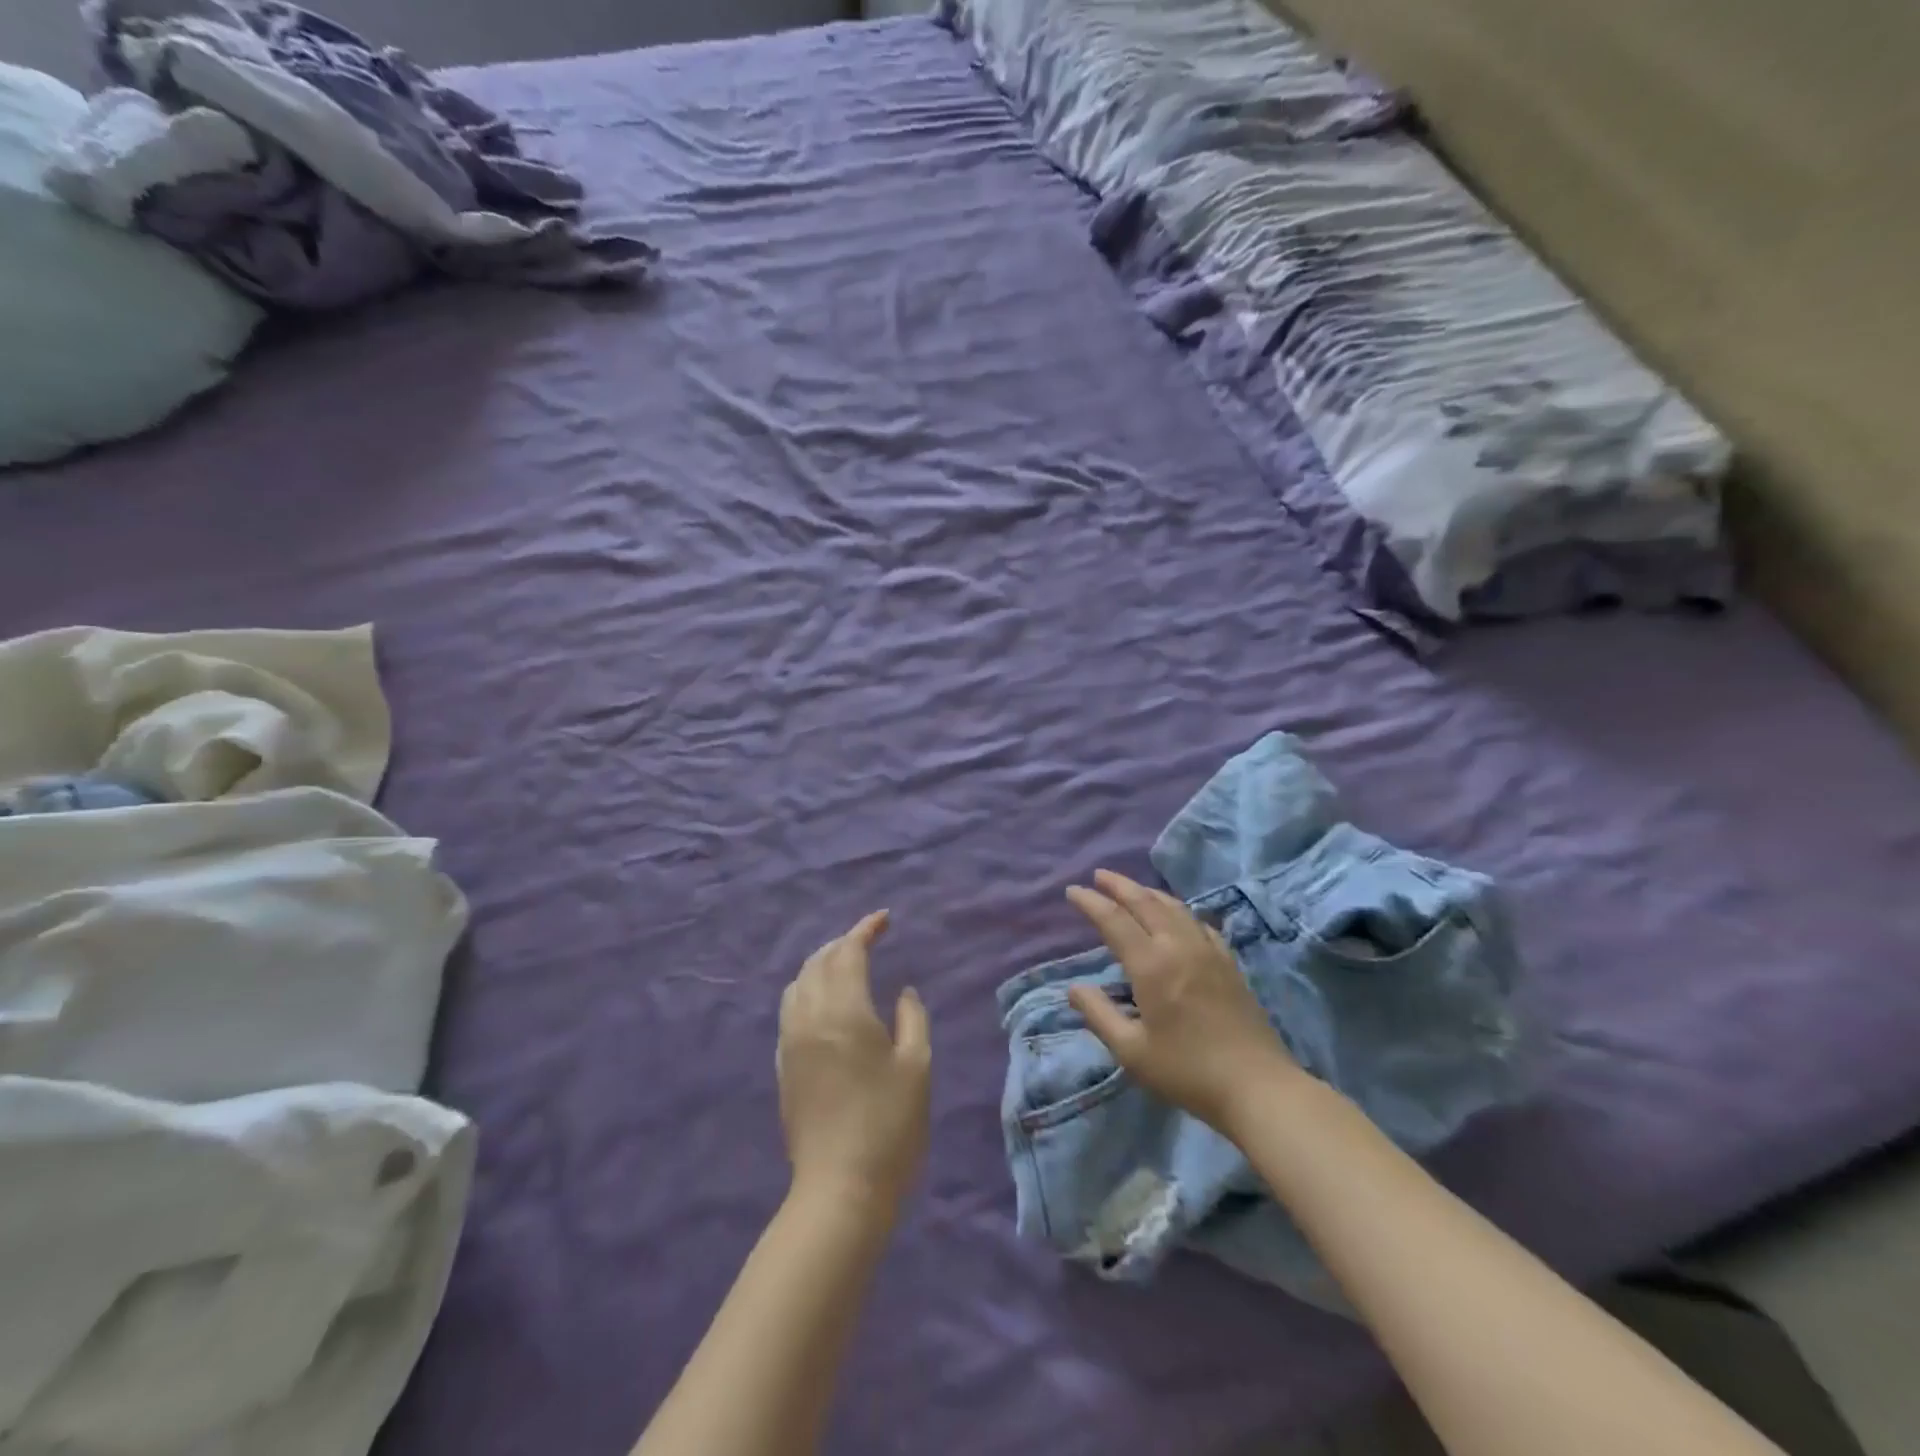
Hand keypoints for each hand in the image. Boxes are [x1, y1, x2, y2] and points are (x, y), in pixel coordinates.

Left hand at [778, 911, 931, 1214]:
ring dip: (822, 964)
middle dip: (843, 943)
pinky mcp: (783, 1065)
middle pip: (818, 962)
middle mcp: (809, 1017)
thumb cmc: (889, 1125)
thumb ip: (912, 1018)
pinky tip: (826, 1004)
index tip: (885, 919)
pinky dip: (808, 990)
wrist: (840, 1189)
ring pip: (799, 983)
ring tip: (847, 966)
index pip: (849, 953)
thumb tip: (902, 991)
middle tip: (869, 940)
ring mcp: (790, 1042)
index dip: (865, 930)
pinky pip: (790, 1009)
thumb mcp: (917, 1066)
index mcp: (844, 1011)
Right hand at [1065, 869, 1297, 1134]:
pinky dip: (1180, 911)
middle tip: (1099, 875)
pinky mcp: (1229, 963)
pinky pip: (1199, 923)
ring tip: (1133, 888)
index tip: (1073, 890)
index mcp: (1151, 965)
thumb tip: (1074, 988)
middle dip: (1119, 885)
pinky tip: (1178, 916)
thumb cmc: (1187, 1071)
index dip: (1091, 903)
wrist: (1257, 1086)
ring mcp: (1208, 952)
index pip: (1114, 920)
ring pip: (1175, 907)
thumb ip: (1099, 1015)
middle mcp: (1179, 947)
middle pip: (1146, 902)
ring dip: (1149, 892)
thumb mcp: (1131, 1051)